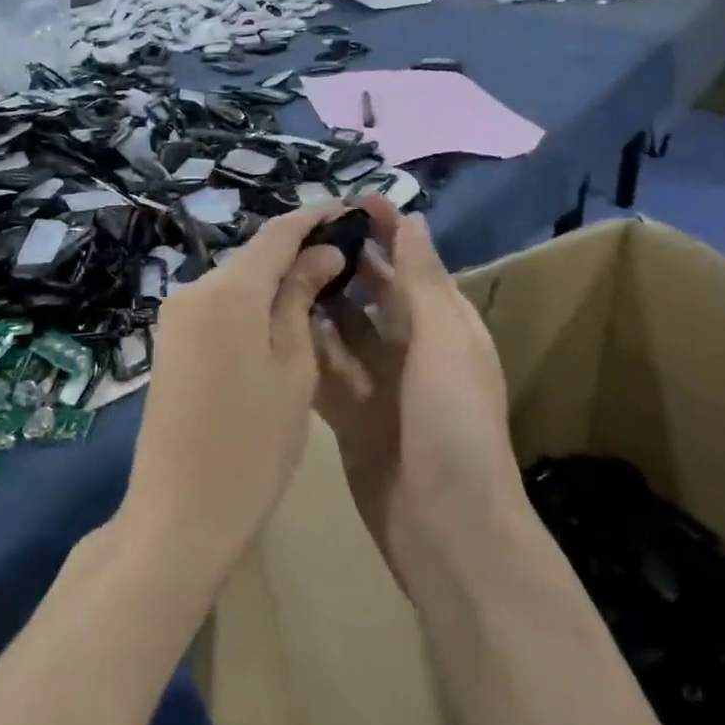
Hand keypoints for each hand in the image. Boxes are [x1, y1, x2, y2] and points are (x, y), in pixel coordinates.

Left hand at [120, 203, 345, 577]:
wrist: (179, 514)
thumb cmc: (253, 445)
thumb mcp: (294, 369)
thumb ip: (303, 299)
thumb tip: (322, 252)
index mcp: (229, 290)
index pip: (279, 232)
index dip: (316, 217)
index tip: (352, 210)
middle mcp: (195, 289)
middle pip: (255, 255)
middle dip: (300, 250)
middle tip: (348, 259)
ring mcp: (176, 316)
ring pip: (238, 280)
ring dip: (277, 278)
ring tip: (325, 287)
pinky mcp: (171, 341)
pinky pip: (220, 305)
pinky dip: (253, 303)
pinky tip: (283, 317)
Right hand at [312, 198, 516, 583]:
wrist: (444, 527)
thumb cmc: (452, 424)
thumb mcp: (444, 342)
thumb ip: (423, 280)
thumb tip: (412, 218)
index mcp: (443, 324)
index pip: (411, 263)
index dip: (386, 229)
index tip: (349, 198)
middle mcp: (411, 347)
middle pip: (372, 292)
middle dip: (343, 260)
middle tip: (296, 231)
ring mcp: (379, 382)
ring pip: (342, 329)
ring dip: (317, 300)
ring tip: (276, 268)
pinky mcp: (350, 414)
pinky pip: (323, 370)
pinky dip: (304, 348)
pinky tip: (272, 324)